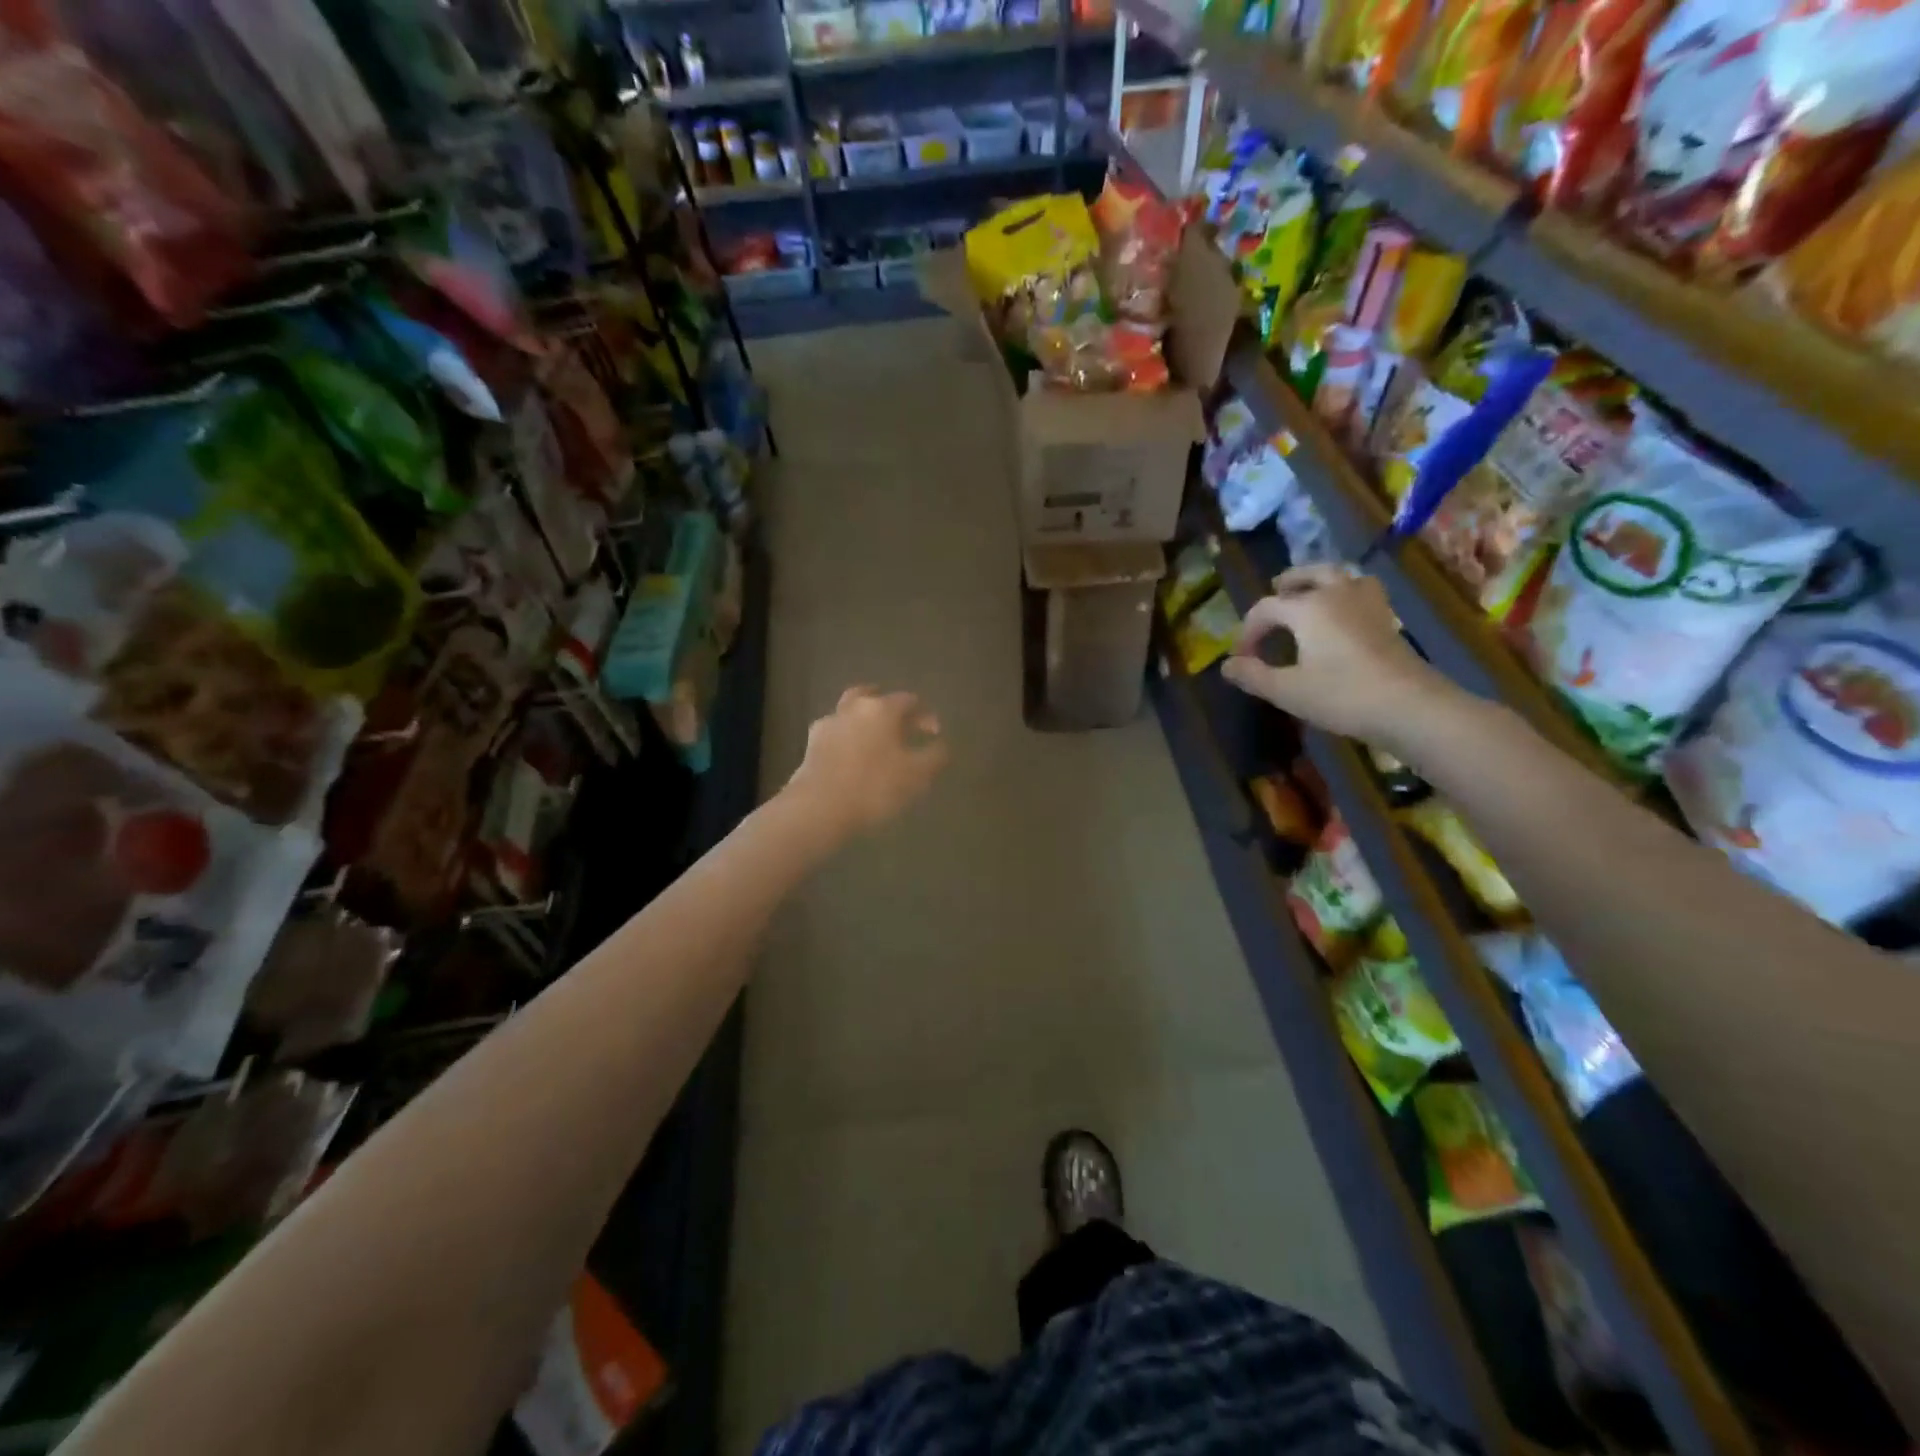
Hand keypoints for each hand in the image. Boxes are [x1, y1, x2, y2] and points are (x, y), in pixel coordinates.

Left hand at [786, 687, 949, 834]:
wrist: (819, 807)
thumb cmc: (874, 787)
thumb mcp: (917, 775)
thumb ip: (934, 756)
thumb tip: (942, 745)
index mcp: (882, 709)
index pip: (909, 701)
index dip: (925, 715)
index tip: (934, 734)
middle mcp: (854, 708)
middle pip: (873, 696)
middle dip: (888, 707)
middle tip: (900, 723)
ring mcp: (829, 724)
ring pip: (850, 712)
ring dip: (864, 720)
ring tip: (874, 740)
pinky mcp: (811, 745)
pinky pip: (835, 733)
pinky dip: (846, 738)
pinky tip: (851, 756)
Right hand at [1221, 565, 1455, 744]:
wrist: (1409, 706)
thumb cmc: (1342, 695)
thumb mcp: (1287, 691)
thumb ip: (1253, 675)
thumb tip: (1227, 665)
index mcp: (1307, 608)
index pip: (1265, 608)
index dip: (1247, 631)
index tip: (1240, 658)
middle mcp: (1336, 594)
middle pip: (1308, 575)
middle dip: (1288, 583)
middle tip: (1275, 591)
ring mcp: (1367, 603)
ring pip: (1341, 576)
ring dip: (1321, 579)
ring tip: (1311, 593)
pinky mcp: (1388, 619)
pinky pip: (1363, 591)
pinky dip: (1347, 593)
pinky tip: (1345, 612)